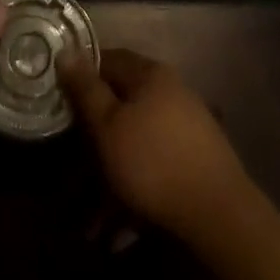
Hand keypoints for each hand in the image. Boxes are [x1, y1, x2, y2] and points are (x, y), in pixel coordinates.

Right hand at [59, 48, 257, 240]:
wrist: (220, 218)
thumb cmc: (154, 162)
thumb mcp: (108, 125)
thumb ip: (86, 89)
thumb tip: (66, 50)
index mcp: (151, 74)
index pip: (108, 59)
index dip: (81, 76)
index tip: (60, 100)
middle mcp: (171, 92)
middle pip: (122, 104)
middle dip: (96, 136)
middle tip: (72, 166)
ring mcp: (187, 129)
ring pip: (136, 143)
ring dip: (111, 175)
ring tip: (90, 219)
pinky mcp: (195, 165)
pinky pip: (154, 170)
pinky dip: (134, 192)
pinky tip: (120, 230)